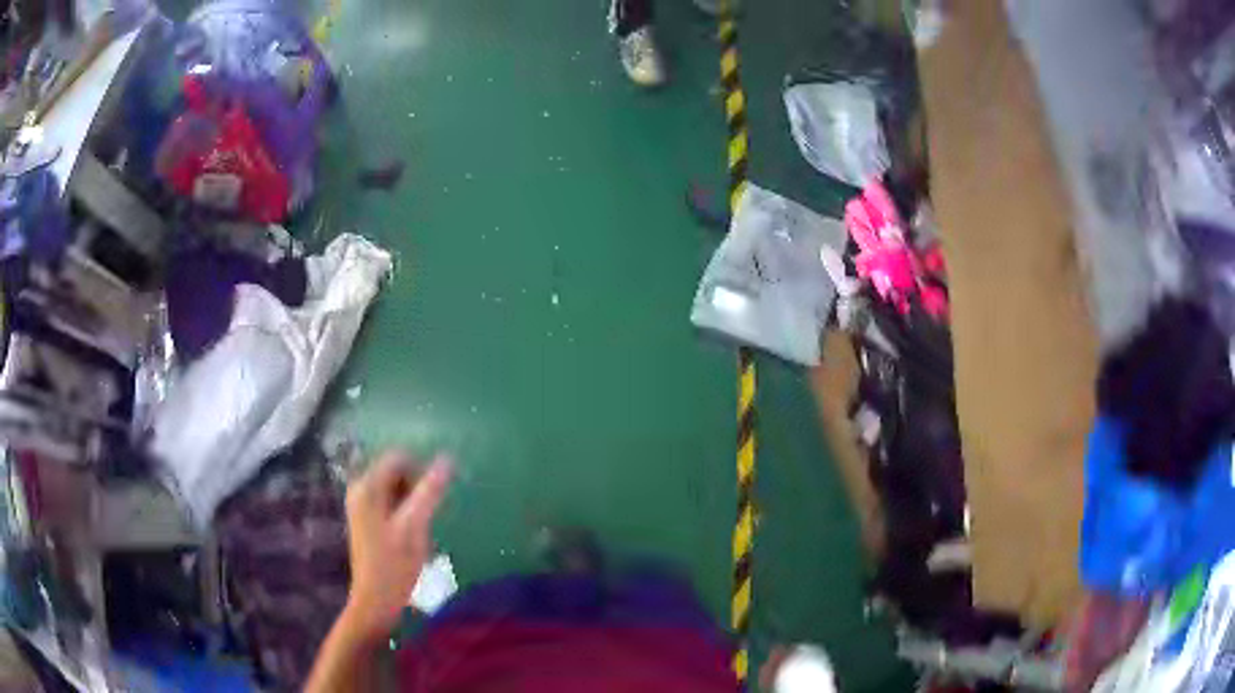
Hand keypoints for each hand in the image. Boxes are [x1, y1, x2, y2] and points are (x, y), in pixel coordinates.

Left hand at [341, 450, 451, 641]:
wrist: (376, 599)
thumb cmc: (395, 564)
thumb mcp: (415, 526)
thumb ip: (430, 491)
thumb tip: (448, 459)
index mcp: (367, 486)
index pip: (399, 457)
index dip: (421, 471)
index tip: (434, 498)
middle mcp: (360, 488)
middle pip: (396, 471)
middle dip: (416, 488)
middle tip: (425, 517)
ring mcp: (361, 503)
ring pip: (396, 487)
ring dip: (413, 501)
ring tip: (420, 528)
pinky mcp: (367, 517)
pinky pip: (391, 500)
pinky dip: (405, 511)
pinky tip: (411, 533)